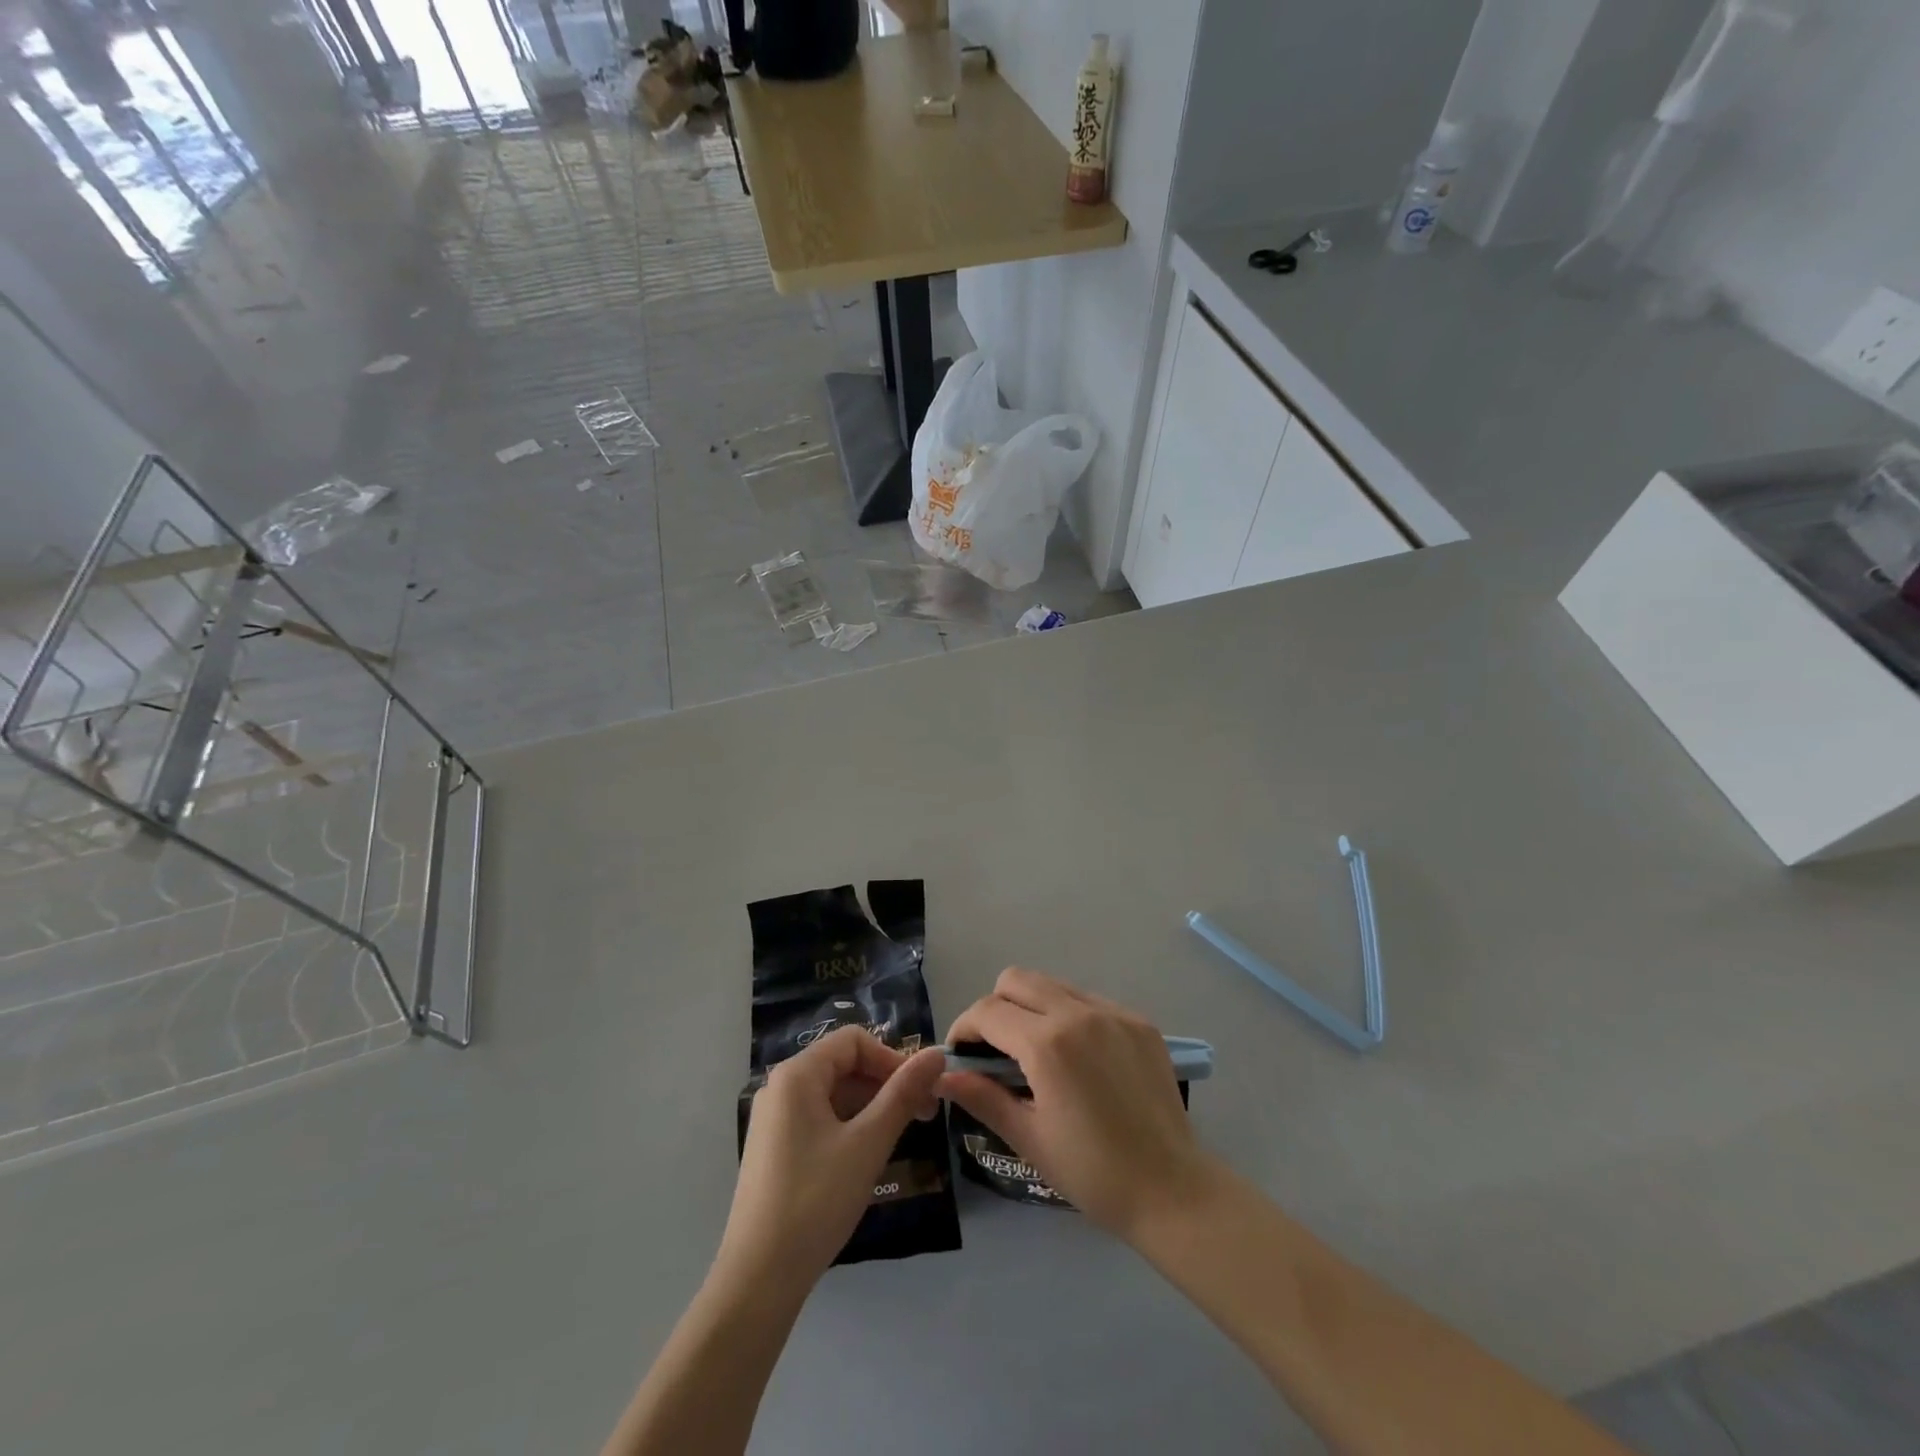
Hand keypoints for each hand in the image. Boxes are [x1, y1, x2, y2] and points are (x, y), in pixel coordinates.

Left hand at [719, 1028, 945, 1297]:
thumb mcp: (868, 1143)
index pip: (854, 1041)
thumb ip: (903, 1094)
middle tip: (922, 1117)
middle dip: (885, 1084)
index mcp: (797, 1075)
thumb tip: (937, 1054)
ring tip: (899, 1139)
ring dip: (871, 1107)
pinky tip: (868, 1157)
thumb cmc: (816, 1201)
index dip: (892, 1059)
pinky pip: (821, 1118)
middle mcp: (781, 1087)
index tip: (920, 1092)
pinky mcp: (776, 1147)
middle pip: (844, 1064)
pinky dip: (850, 1126)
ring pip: (835, 1093)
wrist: (759, 1280)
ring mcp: (775, 1118)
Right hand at [939, 968, 1214, 1239]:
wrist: (1171, 1189)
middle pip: (1016, 979)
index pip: (987, 1011)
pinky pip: (1088, 1000)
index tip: (960, 1055)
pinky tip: (1077, 1058)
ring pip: (1053, 984)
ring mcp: (1113, 1012)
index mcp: (1047, 1044)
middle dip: (995, 1007)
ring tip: (1036, 1053)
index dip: (964, 1028)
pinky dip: (1069, 1016)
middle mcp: (1079, 1013)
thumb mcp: (1029, 1138)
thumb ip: (982, 1097)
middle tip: (995, 1051)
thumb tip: (942, 1075)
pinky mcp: (1138, 1020)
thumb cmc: (1092, 1172)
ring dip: (1031, 1007)